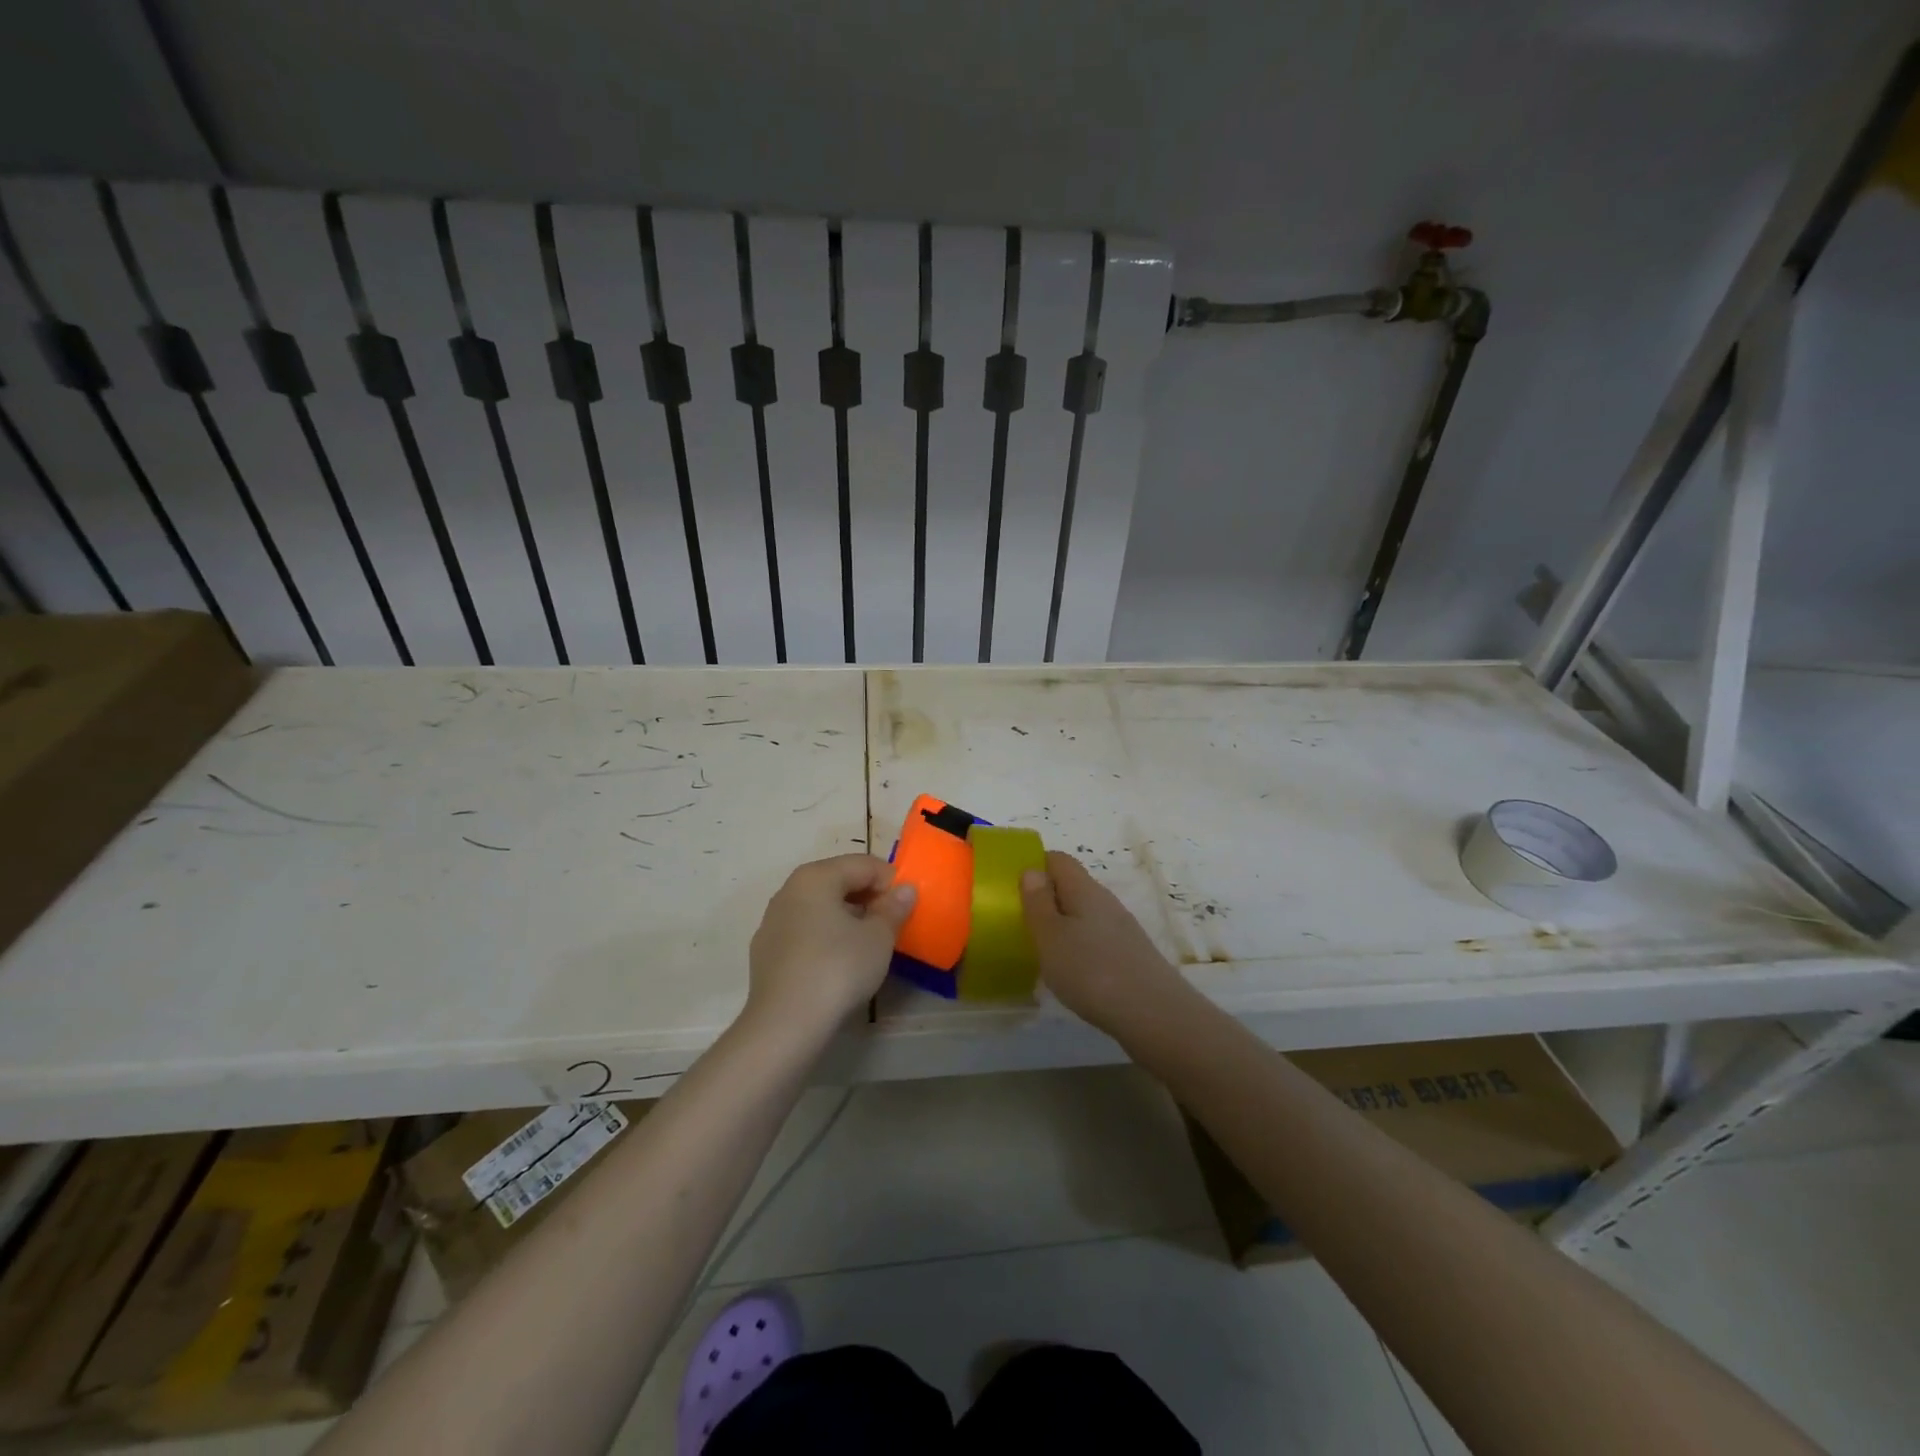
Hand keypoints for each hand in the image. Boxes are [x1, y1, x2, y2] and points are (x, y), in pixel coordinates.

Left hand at [746, 854, 916, 1036]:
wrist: (785, 1024)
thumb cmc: (838, 969)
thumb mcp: (878, 938)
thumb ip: (894, 909)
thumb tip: (904, 891)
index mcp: (815, 877)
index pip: (862, 864)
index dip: (891, 880)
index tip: (908, 905)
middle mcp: (789, 891)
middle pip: (838, 882)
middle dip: (869, 897)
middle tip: (892, 923)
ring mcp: (772, 922)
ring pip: (819, 908)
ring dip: (848, 917)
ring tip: (869, 943)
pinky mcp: (766, 953)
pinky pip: (804, 932)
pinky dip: (826, 937)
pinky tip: (839, 962)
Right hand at [1021, 852, 1186, 1033]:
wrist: (1154, 1015)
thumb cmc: (1092, 971)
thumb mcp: (1051, 936)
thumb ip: (1038, 902)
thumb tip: (1032, 870)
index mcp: (1084, 889)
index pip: (1058, 860)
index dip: (1035, 865)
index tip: (1013, 888)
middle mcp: (1106, 902)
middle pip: (1072, 886)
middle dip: (1047, 898)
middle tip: (1021, 922)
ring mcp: (1122, 929)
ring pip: (1085, 915)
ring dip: (1063, 925)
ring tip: (1042, 950)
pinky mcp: (1131, 955)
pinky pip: (1097, 939)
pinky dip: (1080, 948)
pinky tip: (1072, 973)